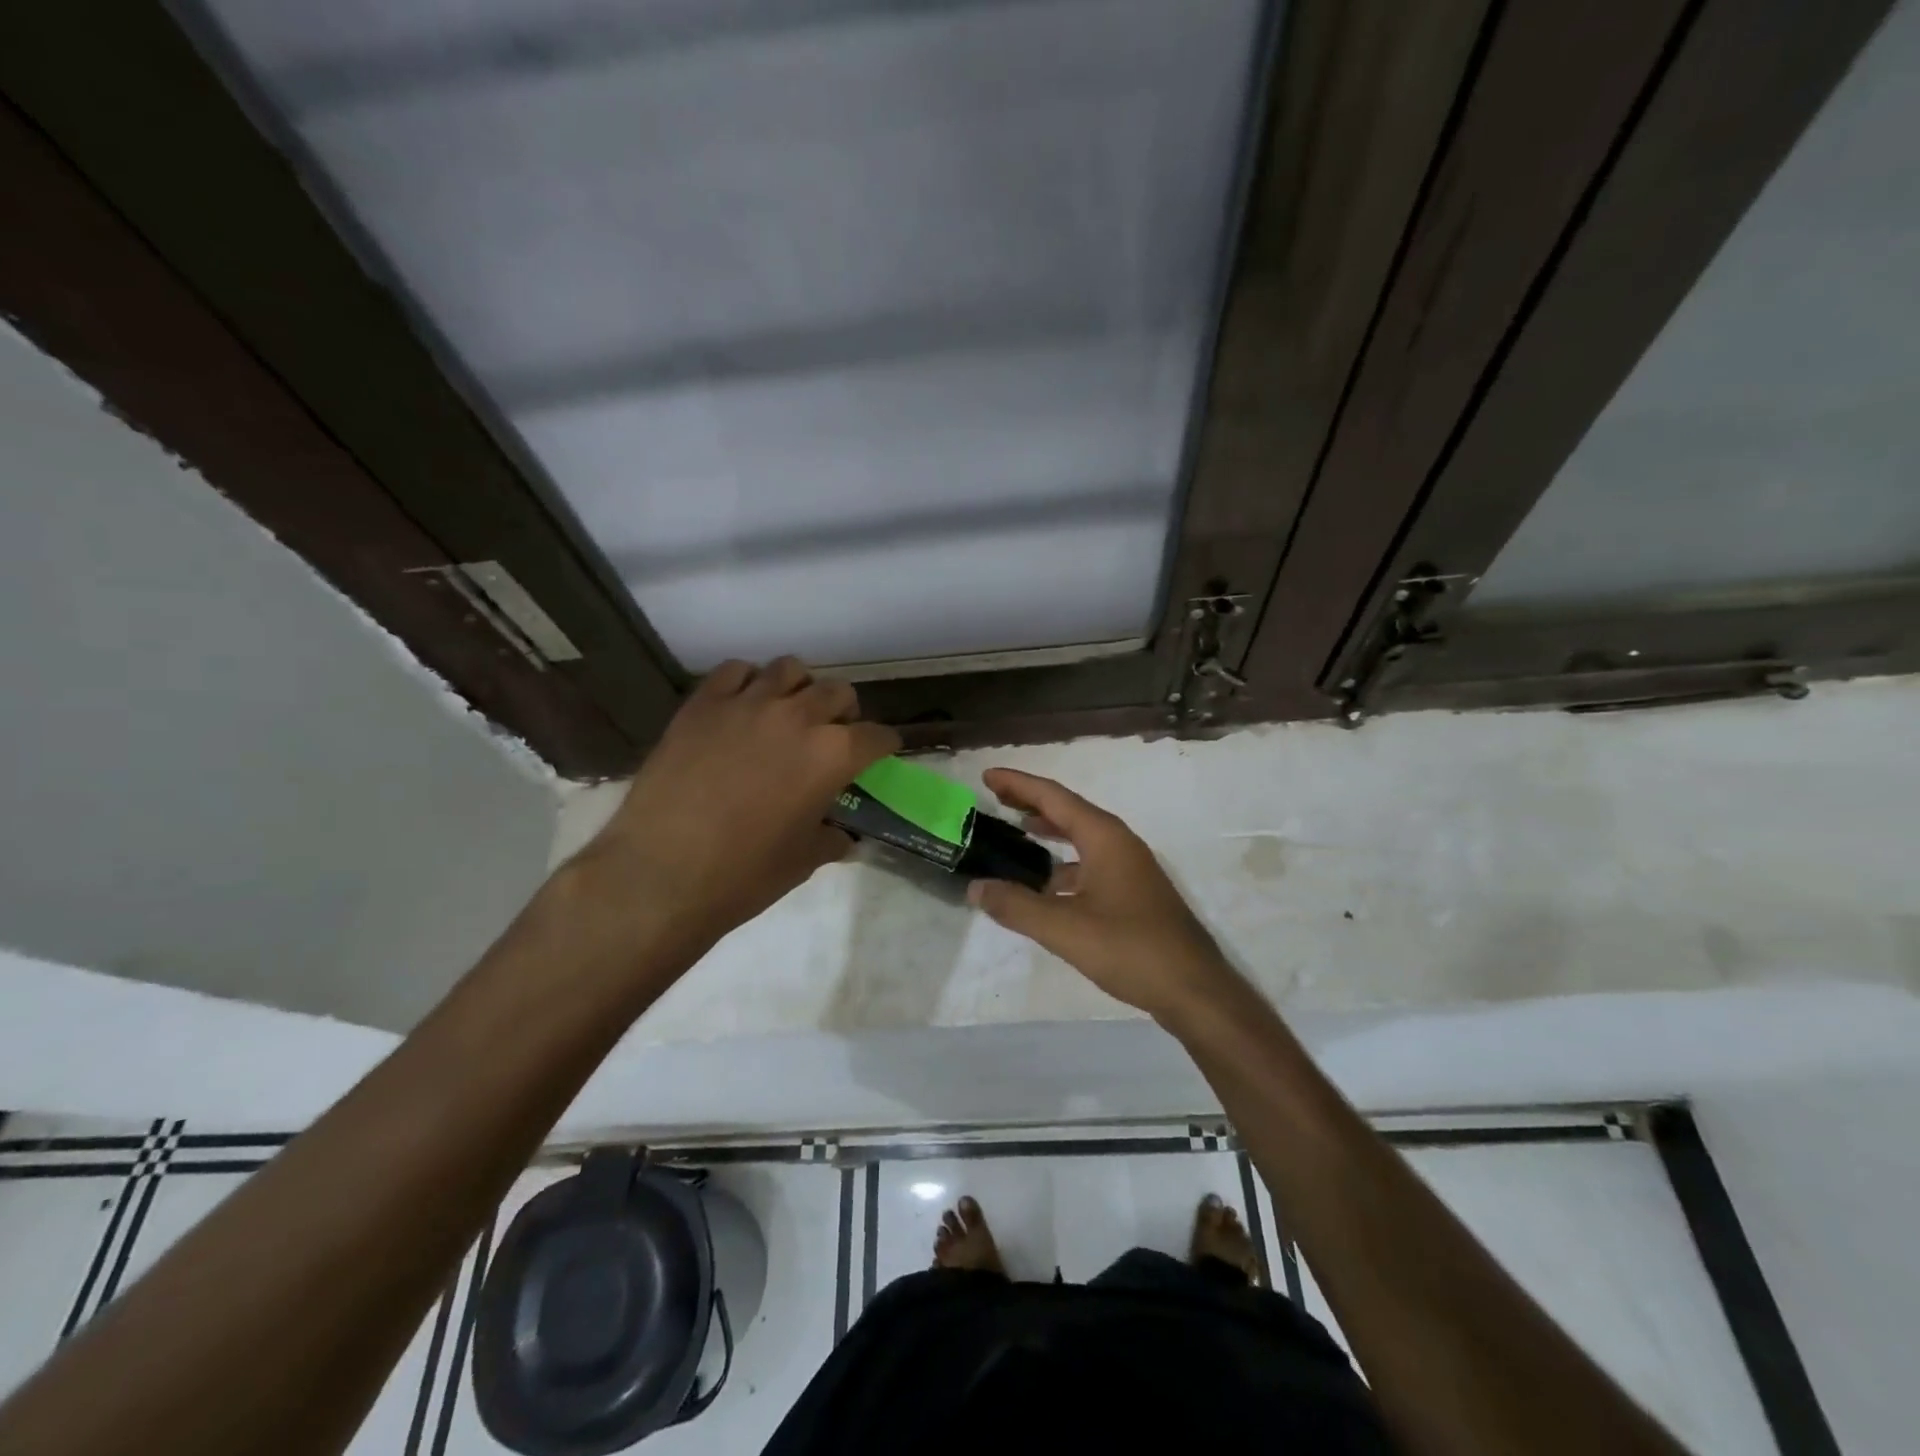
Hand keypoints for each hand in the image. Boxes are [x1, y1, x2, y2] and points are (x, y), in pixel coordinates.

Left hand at [582, 658, 898, 954]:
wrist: (661, 874)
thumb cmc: (744, 875)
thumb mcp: (804, 860)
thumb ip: (831, 838)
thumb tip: (843, 836)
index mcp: (833, 754)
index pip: (877, 736)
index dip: (884, 746)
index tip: (880, 755)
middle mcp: (798, 716)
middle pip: (838, 692)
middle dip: (844, 713)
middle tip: (832, 736)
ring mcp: (747, 704)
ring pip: (789, 669)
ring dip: (799, 689)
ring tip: (788, 713)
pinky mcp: (703, 704)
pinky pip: (735, 670)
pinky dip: (748, 682)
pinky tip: (743, 707)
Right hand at [967, 769, 1238, 1022]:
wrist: (1193, 989)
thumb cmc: (1130, 949)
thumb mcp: (1064, 928)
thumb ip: (1016, 906)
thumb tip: (976, 888)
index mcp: (1104, 838)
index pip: (1054, 797)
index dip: (1018, 784)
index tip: (987, 776)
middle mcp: (1119, 843)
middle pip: (1068, 811)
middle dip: (1031, 801)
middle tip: (995, 797)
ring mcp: (1130, 868)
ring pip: (1082, 838)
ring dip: (1049, 832)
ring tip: (1016, 831)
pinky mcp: (1133, 893)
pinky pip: (1090, 863)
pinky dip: (1063, 864)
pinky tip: (1045, 885)